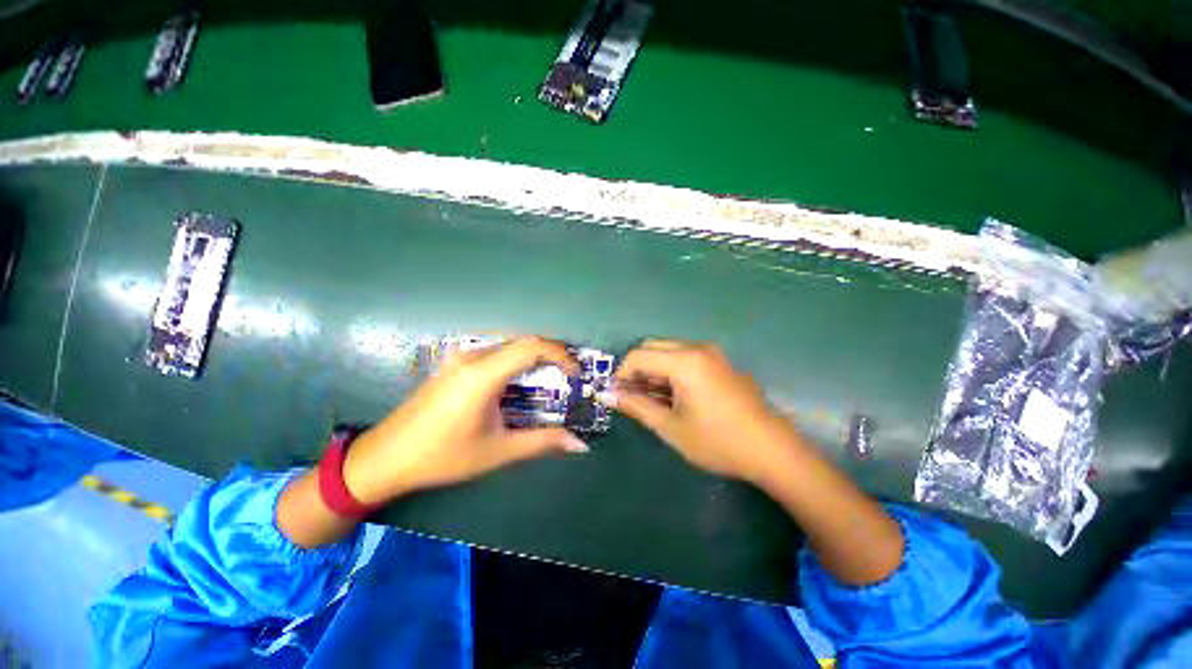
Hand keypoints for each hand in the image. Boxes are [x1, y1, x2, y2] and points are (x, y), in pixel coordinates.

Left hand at [342, 336, 588, 504]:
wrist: (384, 458)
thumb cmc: (442, 456)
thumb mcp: (497, 451)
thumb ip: (542, 443)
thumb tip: (580, 444)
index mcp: (482, 373)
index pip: (531, 346)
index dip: (560, 354)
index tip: (576, 374)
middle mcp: (472, 356)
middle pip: (522, 342)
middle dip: (551, 356)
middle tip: (568, 378)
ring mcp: (460, 357)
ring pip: (508, 345)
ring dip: (533, 358)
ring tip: (549, 381)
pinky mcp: (454, 363)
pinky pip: (494, 352)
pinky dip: (515, 362)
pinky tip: (518, 384)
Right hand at [609, 339, 801, 484]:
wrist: (772, 450)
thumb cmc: (718, 441)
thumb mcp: (670, 427)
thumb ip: (637, 406)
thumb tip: (608, 395)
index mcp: (684, 361)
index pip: (638, 356)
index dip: (621, 373)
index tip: (615, 394)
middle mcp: (697, 348)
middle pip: (652, 347)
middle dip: (636, 369)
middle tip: (631, 396)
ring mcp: (712, 353)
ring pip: (668, 351)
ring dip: (653, 369)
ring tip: (650, 398)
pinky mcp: (720, 361)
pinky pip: (685, 357)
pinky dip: (670, 370)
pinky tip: (672, 395)